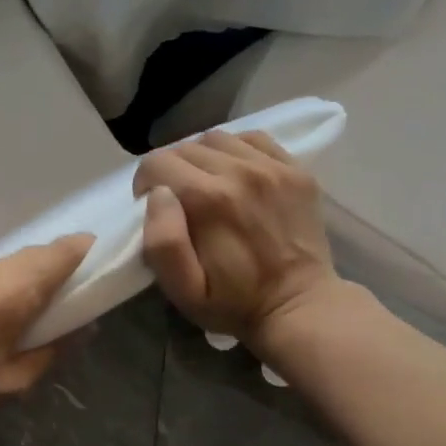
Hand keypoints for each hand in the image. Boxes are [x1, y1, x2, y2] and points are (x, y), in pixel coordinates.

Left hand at [0, 234, 93, 434]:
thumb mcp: (9, 384)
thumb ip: (51, 353)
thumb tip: (83, 330)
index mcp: (8, 294)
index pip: (56, 254)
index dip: (81, 251)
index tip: (95, 258)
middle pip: (29, 255)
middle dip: (51, 266)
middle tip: (61, 295)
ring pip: (1, 263)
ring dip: (17, 278)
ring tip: (16, 311)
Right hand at [132, 130, 343, 345]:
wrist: (300, 307)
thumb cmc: (233, 303)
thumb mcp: (183, 290)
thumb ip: (162, 242)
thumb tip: (158, 195)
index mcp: (208, 200)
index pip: (157, 163)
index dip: (145, 184)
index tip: (152, 208)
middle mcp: (240, 172)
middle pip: (185, 147)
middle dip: (171, 171)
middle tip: (179, 202)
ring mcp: (273, 167)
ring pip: (217, 138)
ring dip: (202, 158)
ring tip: (206, 186)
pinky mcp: (296, 170)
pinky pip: (254, 139)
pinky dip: (236, 150)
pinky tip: (235, 175)